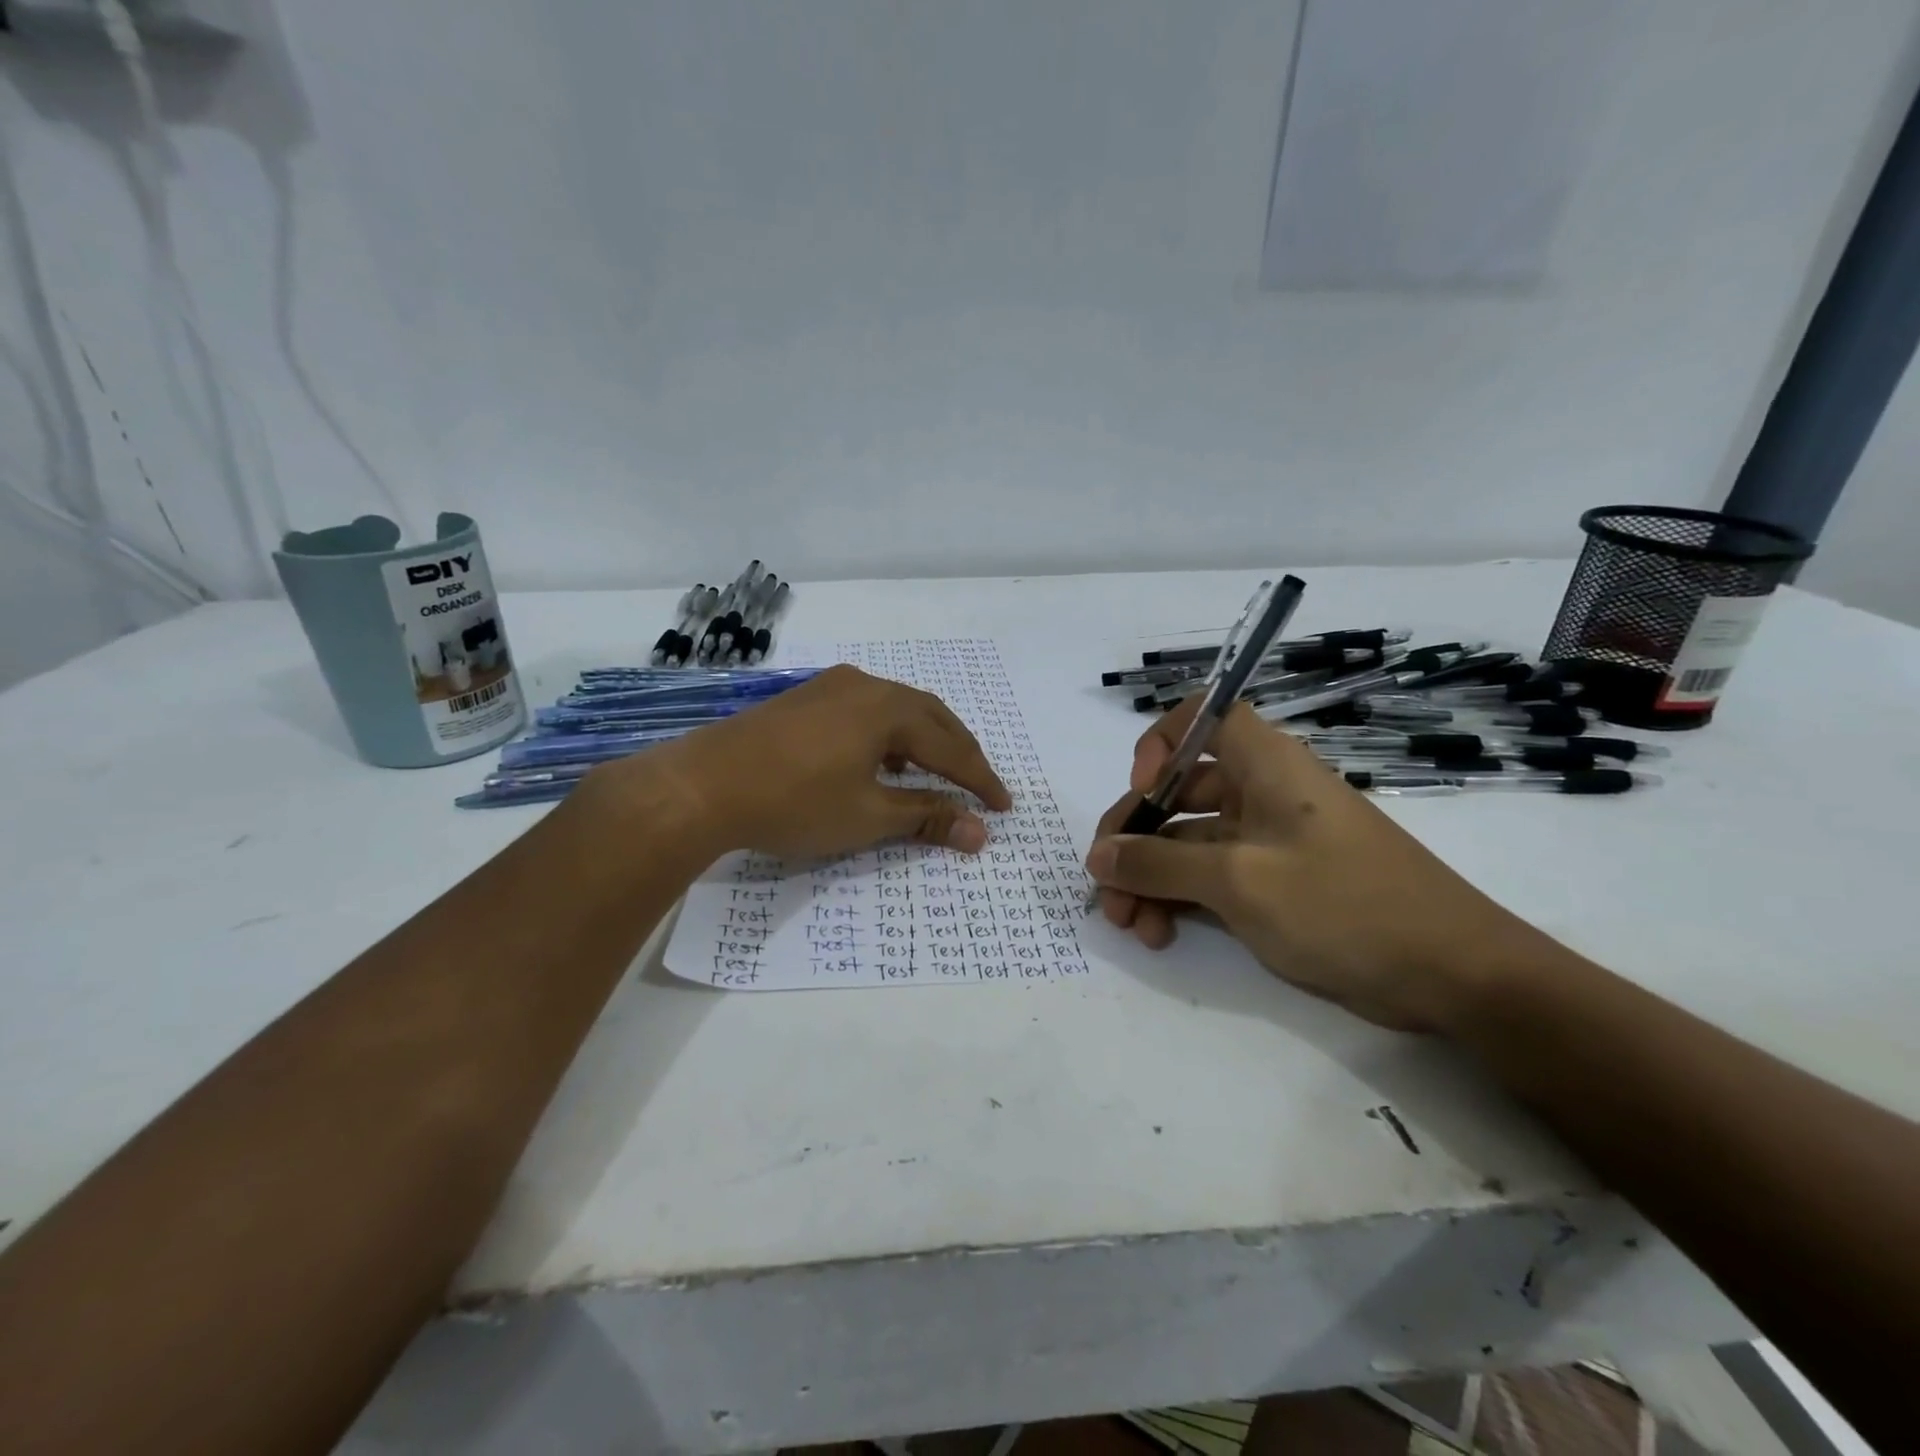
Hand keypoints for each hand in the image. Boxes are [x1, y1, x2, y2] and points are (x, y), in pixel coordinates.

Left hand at [610, 665, 1011, 861]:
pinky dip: (888, 735)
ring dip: (923, 739)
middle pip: (929, 716)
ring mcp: (830, 687)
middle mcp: (864, 685)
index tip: (1004, 807)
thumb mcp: (868, 816)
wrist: (702, 786)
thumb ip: (927, 817)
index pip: (951, 746)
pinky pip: (865, 710)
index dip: (980, 779)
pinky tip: (879, 760)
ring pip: (895, 709)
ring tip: (934, 772)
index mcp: (888, 708)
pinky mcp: (804, 699)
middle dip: (958, 751)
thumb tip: (980, 832)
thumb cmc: (794, 802)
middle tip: (978, 784)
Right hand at [1087, 699, 1553, 1031]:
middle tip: (1106, 887)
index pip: (1201, 716)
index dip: (1160, 742)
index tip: (1142, 789)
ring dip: (1149, 878)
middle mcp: (1260, 792)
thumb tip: (1098, 856)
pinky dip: (1178, 900)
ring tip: (1130, 925)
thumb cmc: (1345, 904)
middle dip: (1135, 837)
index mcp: (1264, 764)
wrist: (1454, 976)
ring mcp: (1265, 842)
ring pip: (1186, 843)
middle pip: (1177, 791)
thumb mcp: (1240, 882)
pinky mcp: (1271, 885)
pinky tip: (1159, 933)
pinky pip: (1207, 878)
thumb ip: (1158, 864)